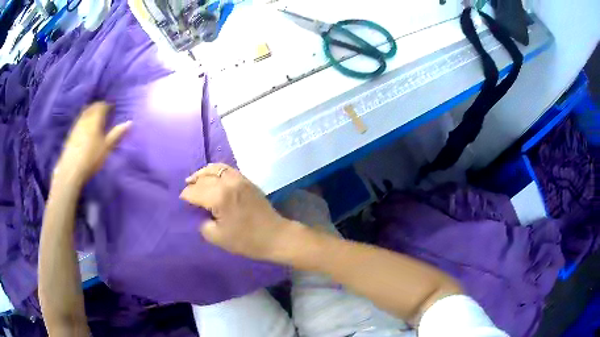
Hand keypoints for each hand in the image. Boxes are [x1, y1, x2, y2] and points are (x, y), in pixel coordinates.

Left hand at [53, 102, 131, 188]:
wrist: (72, 170)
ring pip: (85, 112)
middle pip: (92, 107)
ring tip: (95, 118)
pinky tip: (86, 127)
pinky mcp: (71, 133)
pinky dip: (84, 119)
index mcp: (95, 119)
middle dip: (98, 107)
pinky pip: (79, 120)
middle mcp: (85, 118)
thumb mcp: (106, 147)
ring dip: (91, 112)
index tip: (112, 109)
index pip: (102, 105)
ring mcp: (77, 125)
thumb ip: (116, 134)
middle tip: (104, 112)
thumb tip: (130, 122)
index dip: (108, 106)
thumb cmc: (91, 158)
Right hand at [180, 164, 293, 260]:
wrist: (275, 235)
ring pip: (215, 168)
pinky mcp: (247, 180)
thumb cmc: (246, 240)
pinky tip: (212, 177)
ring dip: (202, 173)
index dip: (186, 196)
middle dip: (192, 184)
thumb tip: (200, 213)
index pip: (195, 191)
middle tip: (187, 191)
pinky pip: (227, 169)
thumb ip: (203, 223)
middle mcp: (228, 182)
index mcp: (219, 197)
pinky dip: (215, 171)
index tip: (182, 201)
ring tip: (195, 179)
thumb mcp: (217, 237)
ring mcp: (239, 179)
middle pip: (203, 178)